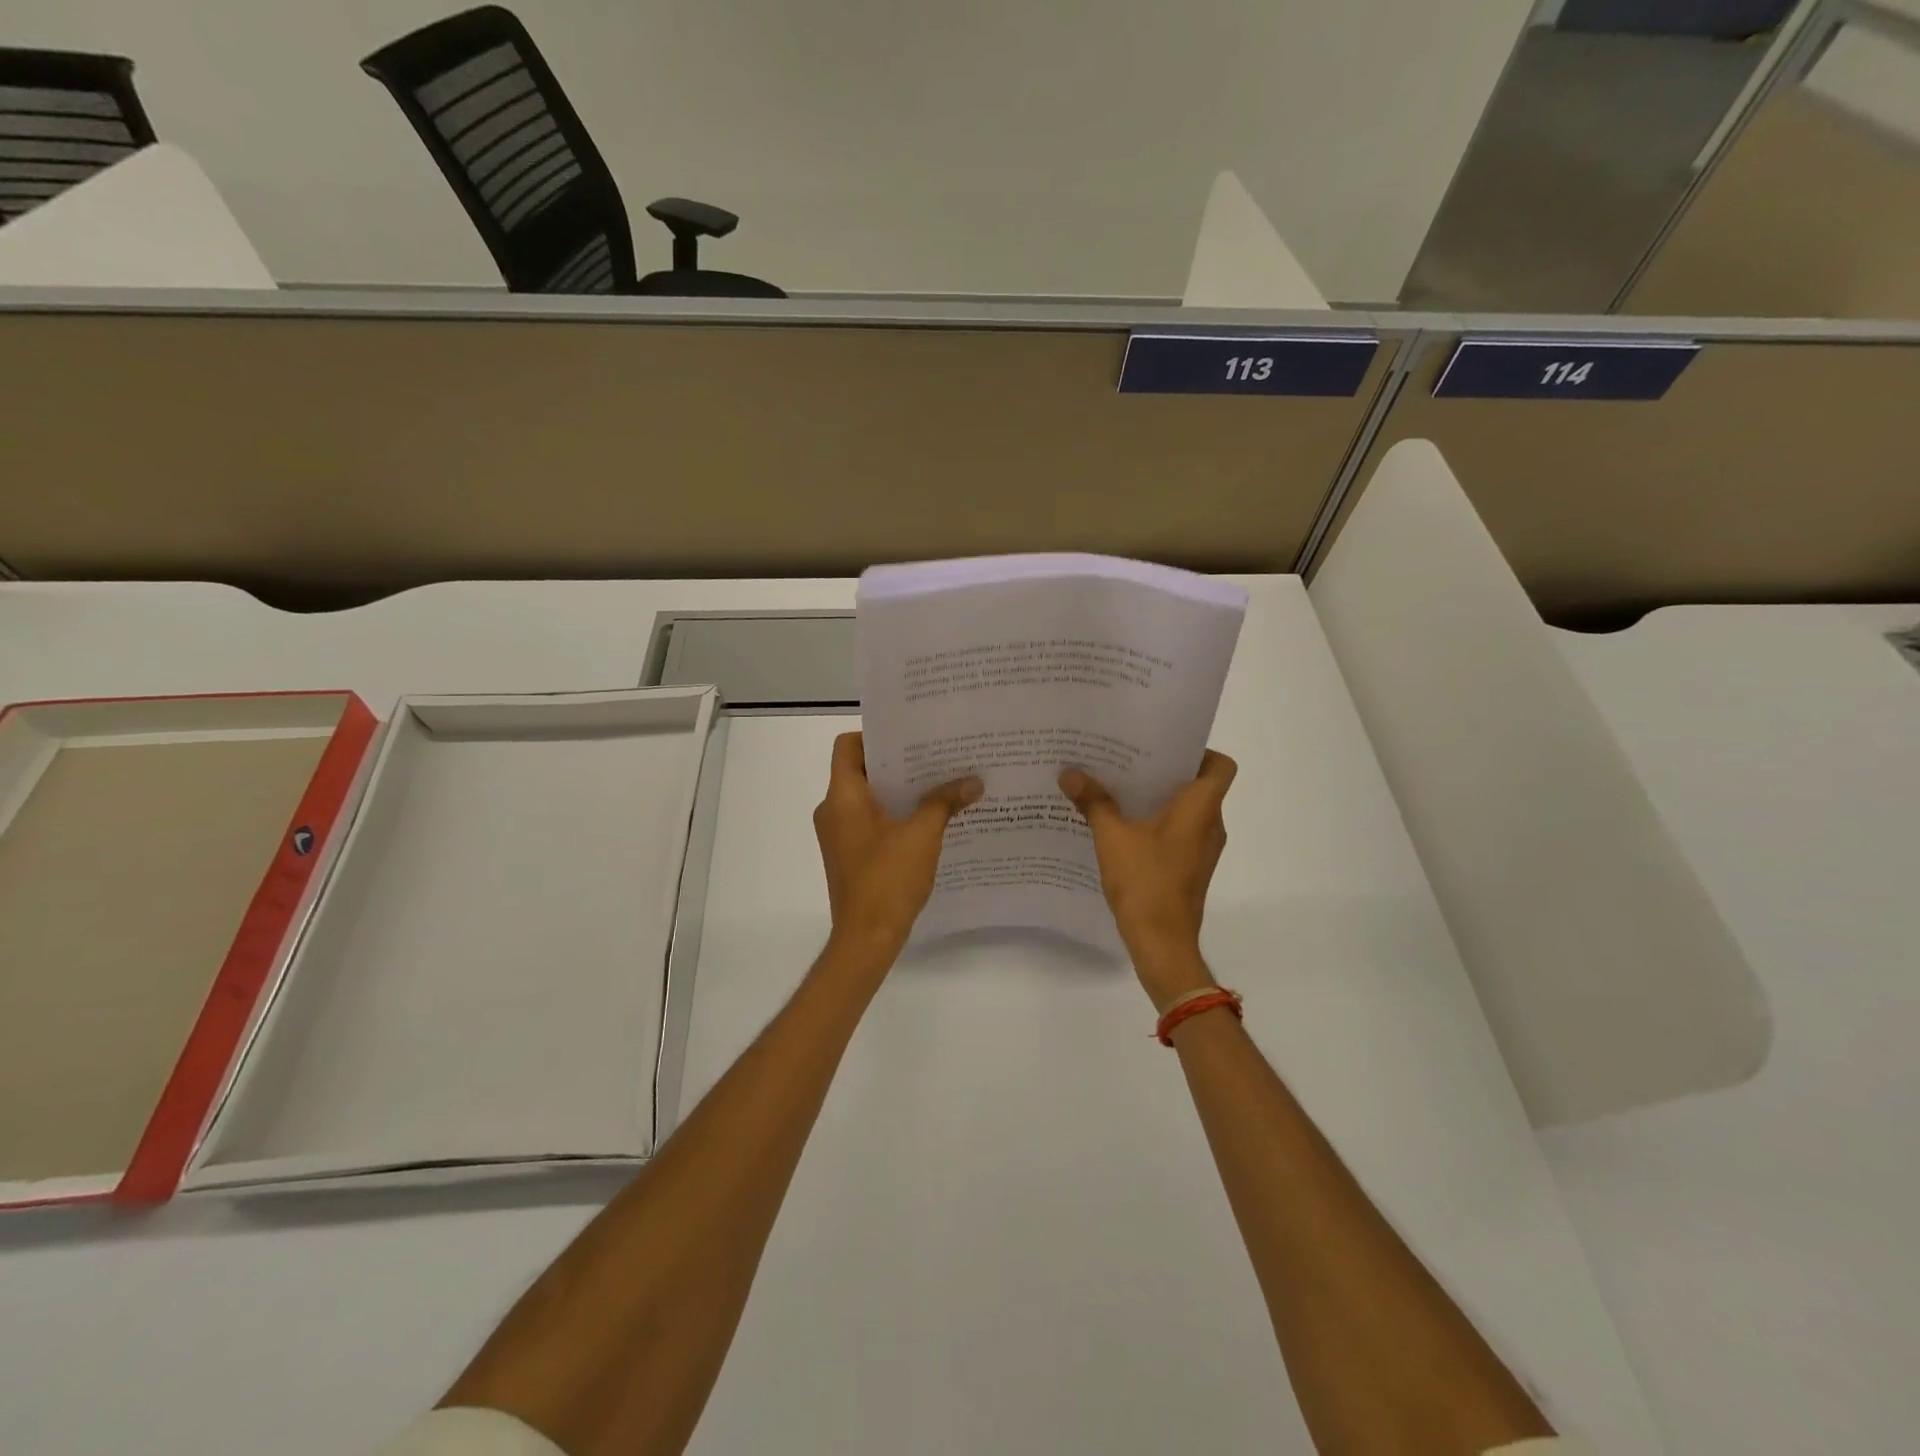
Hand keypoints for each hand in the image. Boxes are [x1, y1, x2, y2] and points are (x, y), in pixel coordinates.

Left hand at [815, 732, 982, 960]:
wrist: (866, 938)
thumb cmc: (888, 879)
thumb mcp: (923, 835)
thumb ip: (945, 802)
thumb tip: (973, 781)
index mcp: (842, 797)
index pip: (848, 746)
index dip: (876, 735)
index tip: (911, 736)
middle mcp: (833, 810)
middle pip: (861, 770)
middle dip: (898, 763)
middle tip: (936, 756)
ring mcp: (838, 834)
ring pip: (867, 798)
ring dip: (899, 790)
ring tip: (938, 784)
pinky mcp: (849, 854)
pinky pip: (869, 820)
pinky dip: (894, 814)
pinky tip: (927, 819)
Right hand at [1060, 751, 1236, 1007]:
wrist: (1162, 942)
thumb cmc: (1145, 881)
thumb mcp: (1111, 836)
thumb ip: (1093, 801)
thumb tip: (1069, 772)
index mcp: (1201, 808)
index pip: (1219, 765)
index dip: (1198, 751)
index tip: (1162, 747)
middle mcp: (1210, 824)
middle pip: (1198, 784)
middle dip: (1164, 770)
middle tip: (1127, 758)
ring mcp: (1202, 849)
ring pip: (1186, 810)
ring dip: (1157, 797)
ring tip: (1118, 787)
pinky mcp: (1190, 867)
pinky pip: (1177, 832)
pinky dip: (1156, 822)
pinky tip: (1121, 824)